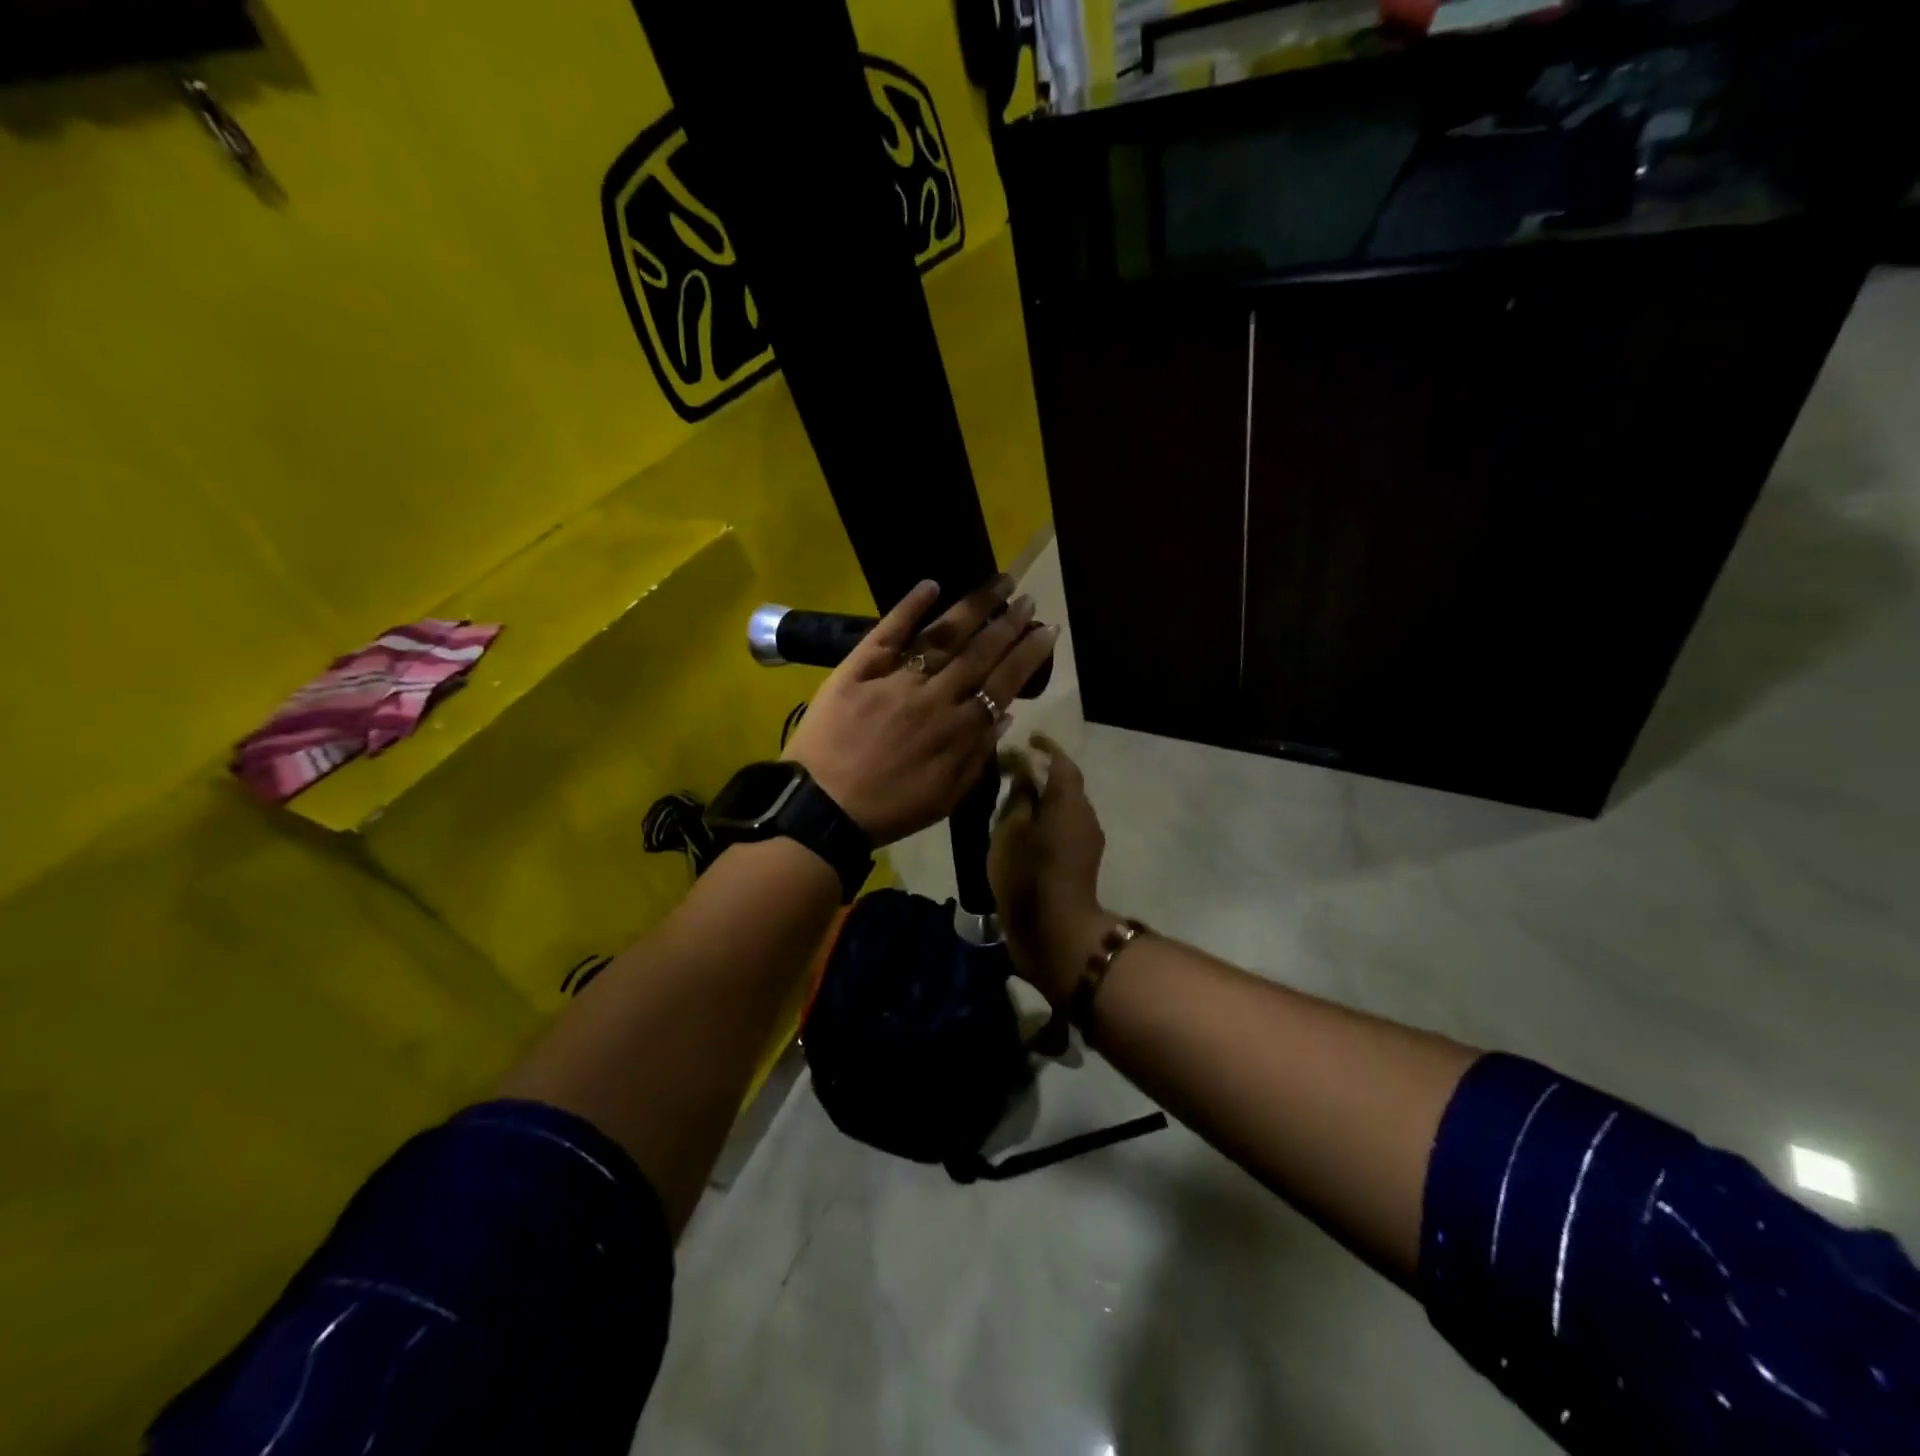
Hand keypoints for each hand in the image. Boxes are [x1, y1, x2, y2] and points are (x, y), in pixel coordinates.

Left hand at [784, 578, 1058, 845]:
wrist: (821, 809)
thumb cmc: (888, 809)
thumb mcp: (945, 797)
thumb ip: (978, 756)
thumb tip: (1006, 714)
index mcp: (957, 730)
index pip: (1002, 682)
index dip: (1027, 655)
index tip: (1046, 629)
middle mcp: (934, 697)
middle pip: (978, 652)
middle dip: (1007, 623)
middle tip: (1028, 595)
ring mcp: (896, 679)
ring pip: (942, 636)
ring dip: (973, 607)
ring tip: (998, 582)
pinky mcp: (858, 669)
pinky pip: (887, 633)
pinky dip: (908, 607)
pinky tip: (931, 584)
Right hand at [989, 736, 1109, 1002]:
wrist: (1055, 933)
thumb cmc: (1028, 874)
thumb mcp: (1011, 829)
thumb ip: (1019, 794)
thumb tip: (1025, 768)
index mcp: (1069, 801)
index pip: (1061, 761)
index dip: (1045, 747)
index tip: (1027, 738)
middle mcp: (1085, 816)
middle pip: (1065, 784)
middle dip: (1041, 773)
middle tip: (1010, 771)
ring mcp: (1087, 841)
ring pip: (1064, 808)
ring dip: (1043, 799)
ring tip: (1011, 801)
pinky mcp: (1081, 863)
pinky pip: (1064, 828)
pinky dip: (1045, 821)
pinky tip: (1022, 831)